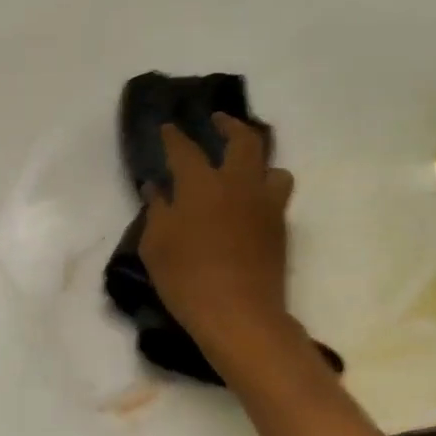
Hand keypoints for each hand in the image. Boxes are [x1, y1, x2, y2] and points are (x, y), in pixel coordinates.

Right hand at [139, 116, 295, 352]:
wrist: (238, 313)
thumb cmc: (186, 277)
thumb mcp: (155, 245)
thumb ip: (156, 210)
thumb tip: (156, 188)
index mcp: (201, 184)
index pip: (185, 149)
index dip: (174, 136)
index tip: (168, 127)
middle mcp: (237, 184)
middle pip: (243, 140)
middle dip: (229, 125)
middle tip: (218, 121)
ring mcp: (264, 205)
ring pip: (273, 167)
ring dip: (259, 161)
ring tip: (245, 167)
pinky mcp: (280, 228)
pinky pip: (277, 195)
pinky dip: (263, 190)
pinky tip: (249, 203)